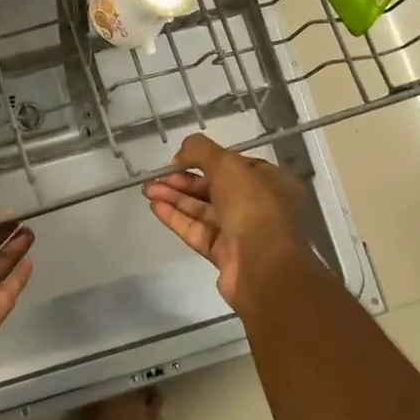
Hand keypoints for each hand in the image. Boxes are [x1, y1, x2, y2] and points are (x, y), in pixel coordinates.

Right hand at [144, 133, 313, 315]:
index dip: (207, 160)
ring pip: (204, 210)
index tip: (180, 159)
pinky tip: (155, 207)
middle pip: (216, 188)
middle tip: (155, 176)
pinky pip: (198, 231)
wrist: (264, 268)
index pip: (236, 165)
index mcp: (272, 182)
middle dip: (183, 181)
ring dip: (176, 198)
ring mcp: (242, 233)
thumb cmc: (254, 207)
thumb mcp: (228, 165)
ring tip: (148, 190)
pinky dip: (177, 218)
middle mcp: (260, 206)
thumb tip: (180, 155)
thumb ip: (200, 151)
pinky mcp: (225, 255)